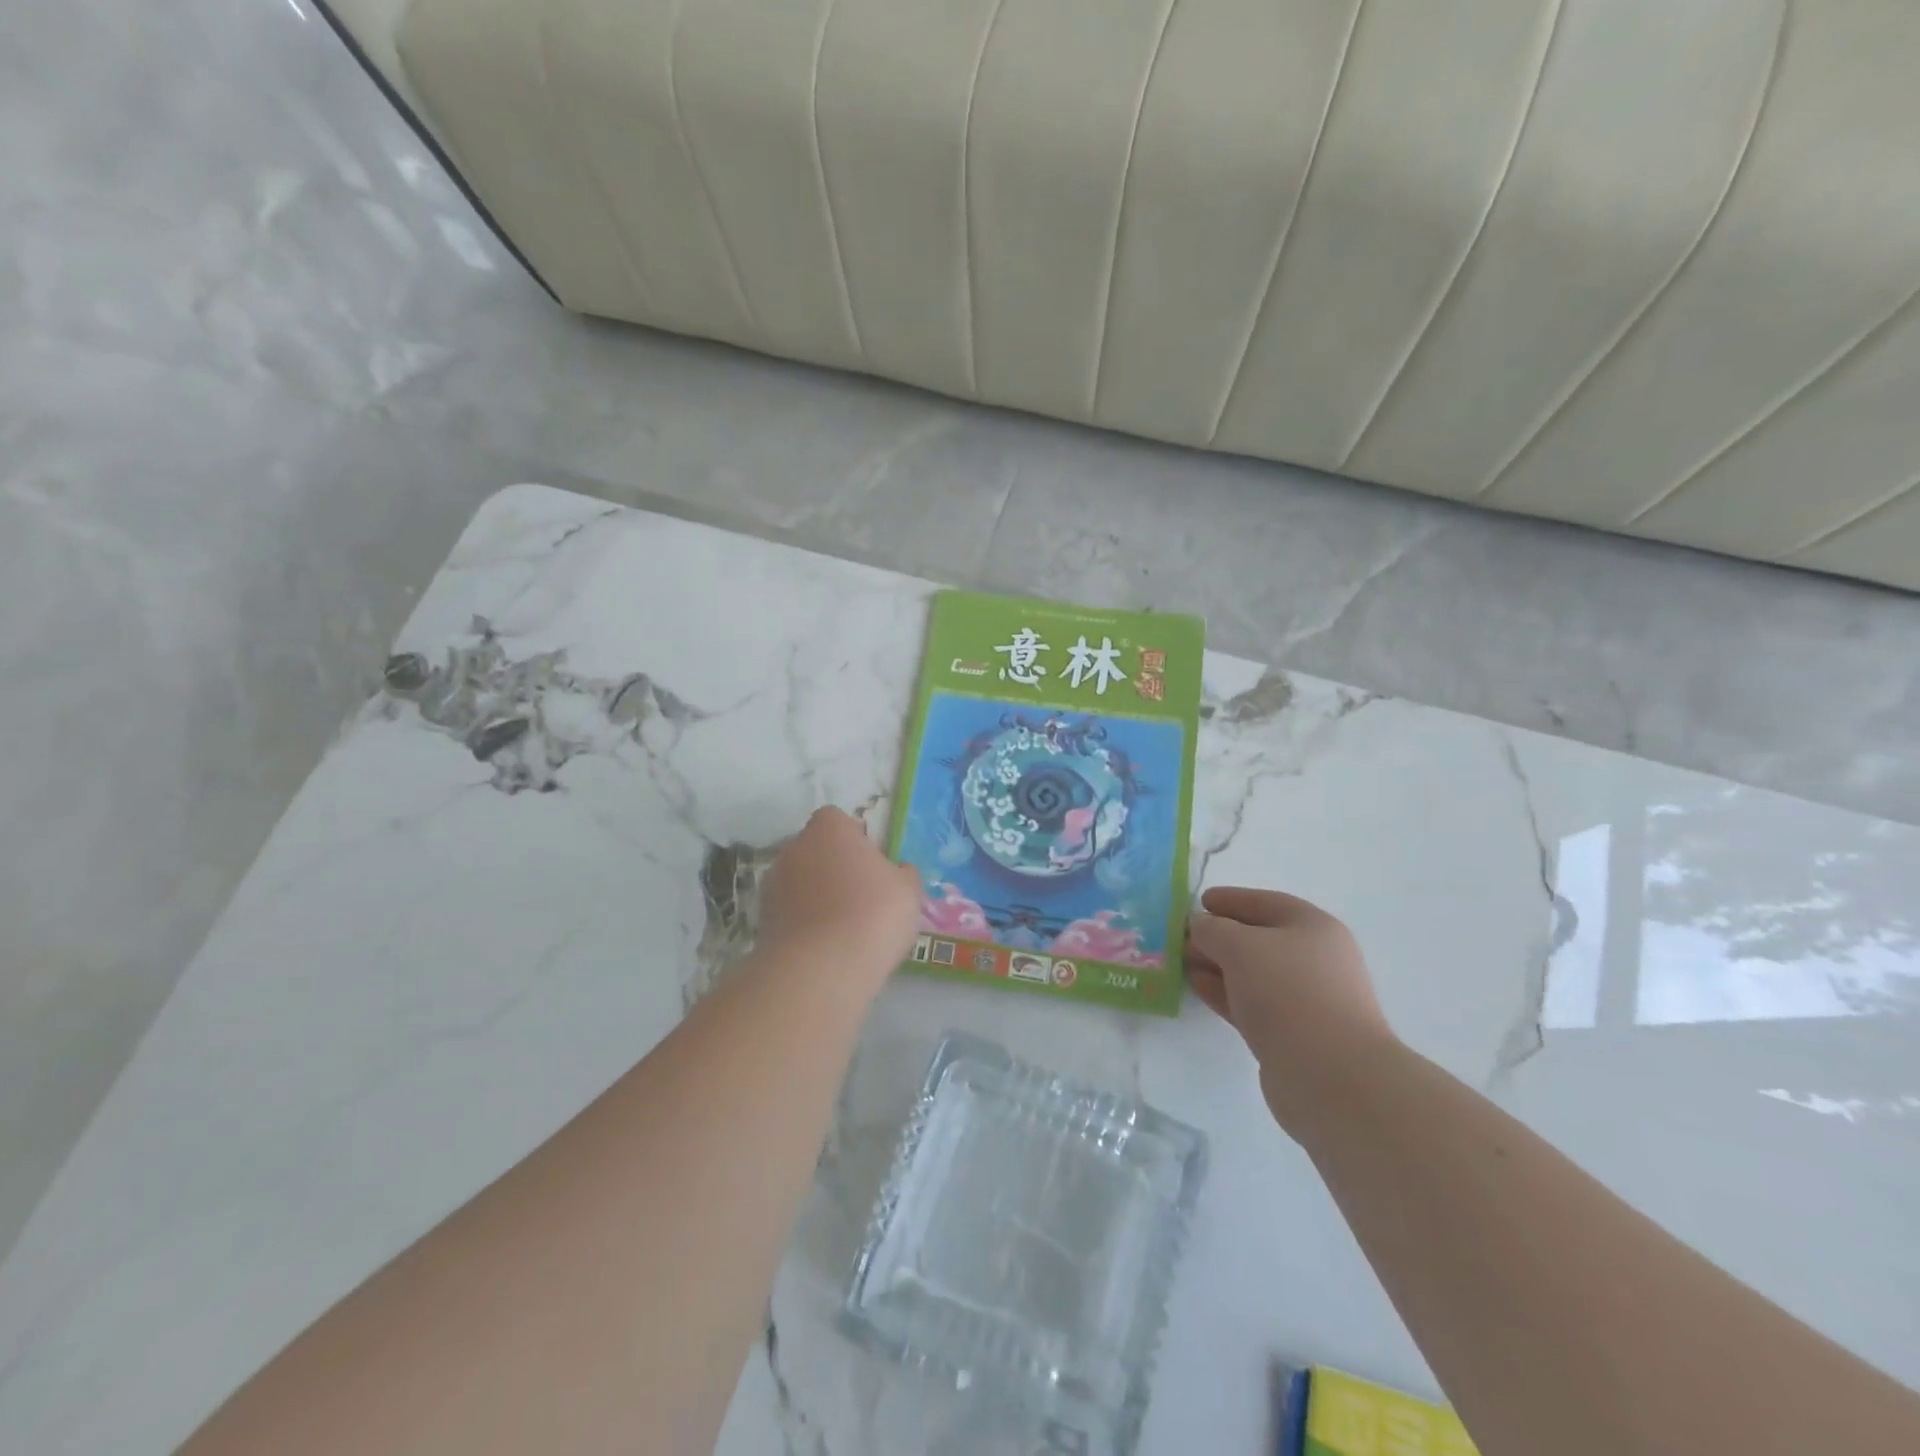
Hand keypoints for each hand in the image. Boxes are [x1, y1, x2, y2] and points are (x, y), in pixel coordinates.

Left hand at [754, 807, 920, 990]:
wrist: (821, 968)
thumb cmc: (873, 914)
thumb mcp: (908, 890)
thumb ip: (902, 873)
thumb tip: (897, 871)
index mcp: (829, 828)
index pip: (838, 820)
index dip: (856, 840)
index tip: (872, 866)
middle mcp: (794, 847)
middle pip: (817, 850)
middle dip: (834, 868)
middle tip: (861, 897)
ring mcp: (773, 884)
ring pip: (800, 883)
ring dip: (816, 897)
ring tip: (842, 929)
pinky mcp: (762, 920)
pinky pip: (789, 913)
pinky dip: (803, 924)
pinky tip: (824, 948)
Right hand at [1186, 887, 1396, 1131]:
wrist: (1330, 1075)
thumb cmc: (1288, 992)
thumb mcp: (1239, 946)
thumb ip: (1212, 929)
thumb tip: (1200, 927)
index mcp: (1313, 927)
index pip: (1265, 903)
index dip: (1230, 899)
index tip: (1198, 901)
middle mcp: (1315, 959)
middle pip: (1259, 938)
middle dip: (1219, 935)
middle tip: (1182, 936)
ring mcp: (1305, 999)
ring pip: (1252, 973)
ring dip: (1217, 965)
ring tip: (1182, 962)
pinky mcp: (1292, 1034)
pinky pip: (1251, 1002)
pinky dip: (1224, 991)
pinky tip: (1197, 987)